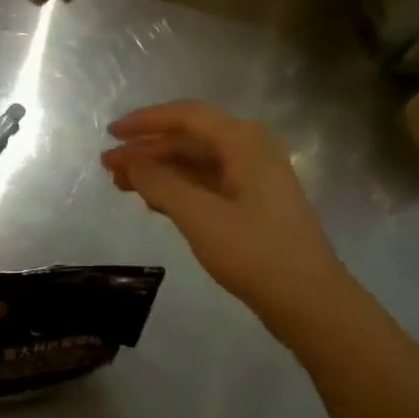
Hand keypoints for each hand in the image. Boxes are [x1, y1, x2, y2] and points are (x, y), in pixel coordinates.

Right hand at [102, 101, 348, 338]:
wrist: (310, 302)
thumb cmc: (255, 253)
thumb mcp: (200, 217)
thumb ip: (161, 184)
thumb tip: (131, 161)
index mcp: (244, 142)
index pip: (187, 116)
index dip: (145, 121)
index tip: (111, 134)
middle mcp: (251, 151)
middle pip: (190, 139)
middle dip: (147, 150)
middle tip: (108, 166)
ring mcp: (254, 179)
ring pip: (197, 164)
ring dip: (159, 171)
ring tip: (120, 184)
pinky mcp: (252, 206)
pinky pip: (207, 185)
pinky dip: (178, 189)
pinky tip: (152, 201)